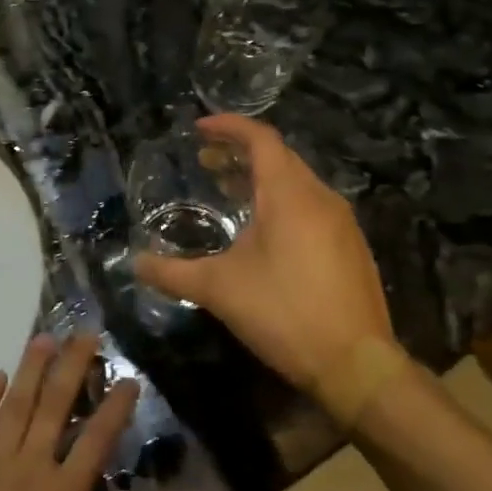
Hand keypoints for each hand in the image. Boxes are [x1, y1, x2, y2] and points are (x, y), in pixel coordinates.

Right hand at [134, 115, 413, 427]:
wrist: (356, 364)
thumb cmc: (284, 313)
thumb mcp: (219, 290)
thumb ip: (172, 272)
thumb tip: (136, 263)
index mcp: (290, 195)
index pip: (261, 139)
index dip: (228, 126)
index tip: (198, 128)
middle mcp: (320, 198)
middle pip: (279, 157)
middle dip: (240, 153)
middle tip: (204, 160)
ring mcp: (341, 223)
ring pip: (297, 182)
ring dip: (260, 178)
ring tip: (228, 189)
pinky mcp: (350, 247)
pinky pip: (311, 206)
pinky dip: (281, 201)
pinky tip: (262, 230)